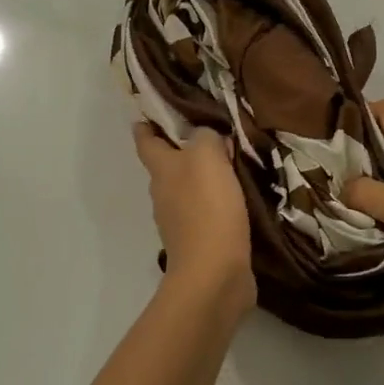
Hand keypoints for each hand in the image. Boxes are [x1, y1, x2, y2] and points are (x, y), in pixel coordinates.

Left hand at [131, 123, 255, 321]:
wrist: (214, 273)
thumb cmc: (207, 207)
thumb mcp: (208, 156)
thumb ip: (206, 137)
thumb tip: (207, 136)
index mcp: (160, 169)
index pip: (145, 140)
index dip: (147, 125)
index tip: (152, 112)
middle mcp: (163, 193)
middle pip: (168, 165)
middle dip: (183, 150)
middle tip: (211, 135)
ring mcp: (178, 221)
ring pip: (187, 189)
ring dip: (203, 178)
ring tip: (231, 165)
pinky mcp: (199, 242)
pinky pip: (206, 213)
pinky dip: (217, 203)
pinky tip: (237, 199)